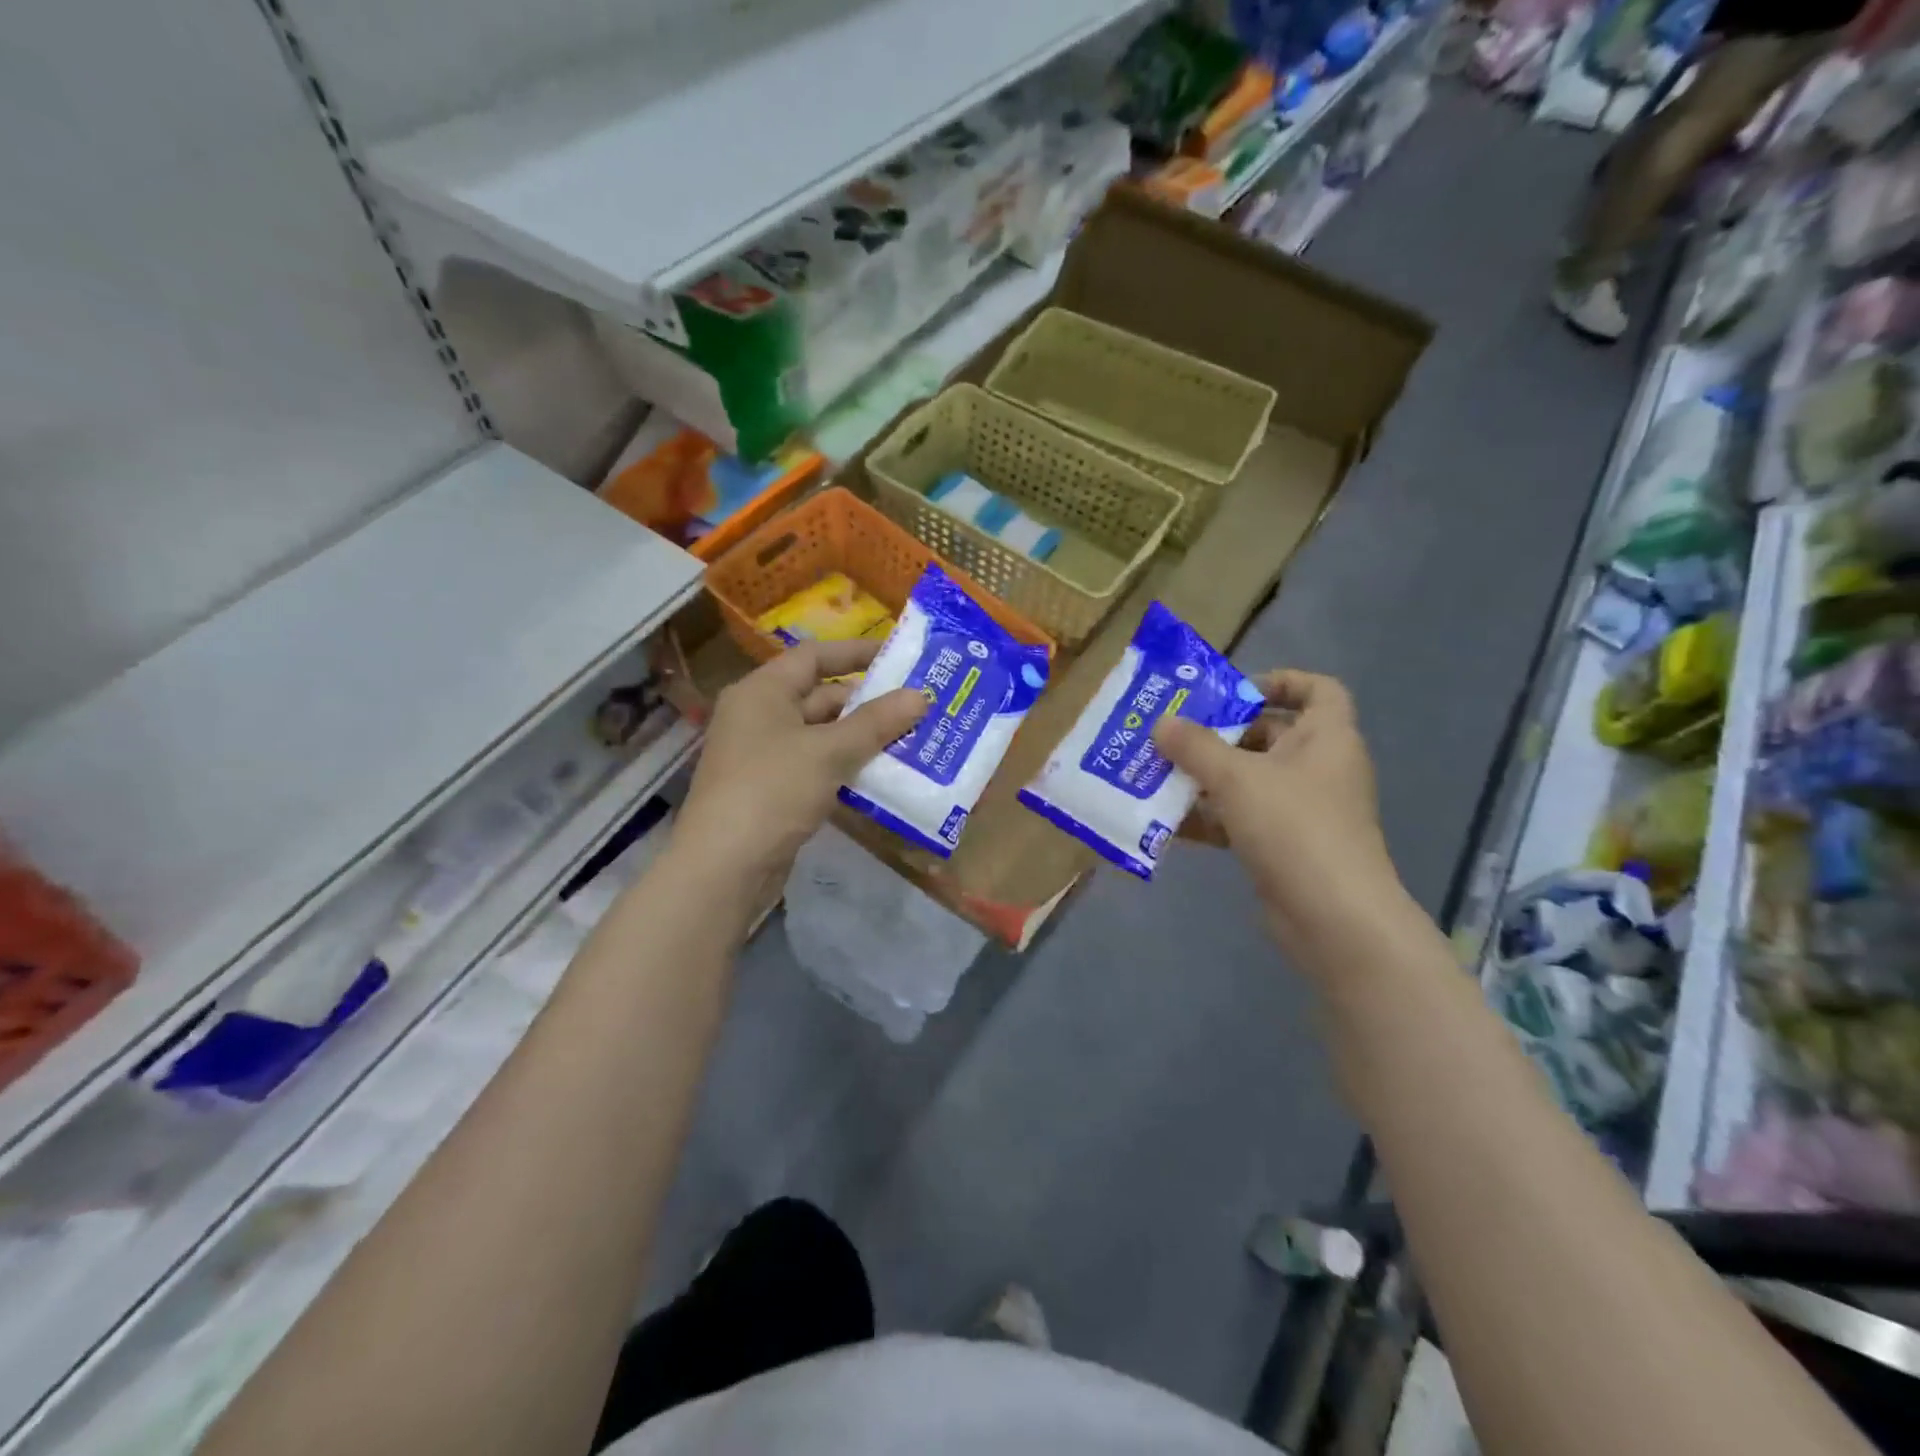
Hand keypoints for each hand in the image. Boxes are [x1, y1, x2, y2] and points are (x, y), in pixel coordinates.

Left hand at [677, 640, 927, 892]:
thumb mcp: (828, 752)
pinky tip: (885, 775)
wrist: (724, 868)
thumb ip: (875, 723)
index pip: (813, 657)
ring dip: (864, 738)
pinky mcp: (774, 790)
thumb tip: (920, 696)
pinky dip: (848, 767)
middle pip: (821, 697)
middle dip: (869, 703)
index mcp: (762, 692)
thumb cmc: (772, 791)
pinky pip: (818, 766)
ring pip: (823, 736)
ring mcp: (766, 756)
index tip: (899, 657)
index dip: (855, 653)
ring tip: (914, 738)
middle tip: (918, 705)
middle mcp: (760, 716)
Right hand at [1154, 671, 1401, 957]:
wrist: (1333, 918)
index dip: (1281, 681)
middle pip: (1270, 735)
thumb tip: (1162, 722)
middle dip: (1221, 733)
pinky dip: (1211, 818)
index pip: (1319, 690)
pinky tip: (1169, 822)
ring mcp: (1303, 810)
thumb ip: (1195, 746)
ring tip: (1159, 774)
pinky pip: (1243, 819)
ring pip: (1250, 780)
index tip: (1234, 691)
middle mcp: (1319, 768)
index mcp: (1327, 738)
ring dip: (1207, 777)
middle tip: (1173, 734)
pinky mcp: (1285, 846)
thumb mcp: (1236, 778)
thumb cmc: (1293, 827)